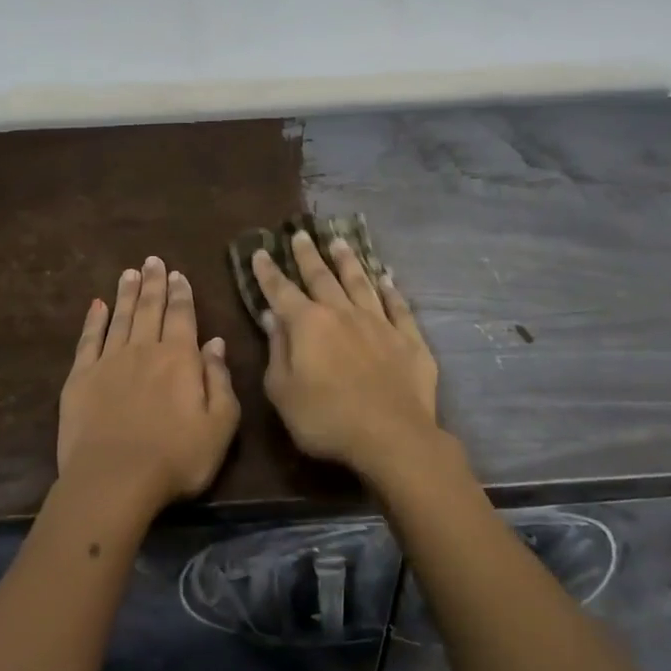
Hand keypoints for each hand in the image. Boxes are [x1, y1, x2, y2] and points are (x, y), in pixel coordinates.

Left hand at [57, 256, 240, 517]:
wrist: (114, 480)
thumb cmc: (177, 457)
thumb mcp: (220, 424)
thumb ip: (220, 380)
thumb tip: (216, 343)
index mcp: (179, 358)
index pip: (182, 316)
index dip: (181, 293)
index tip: (177, 273)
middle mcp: (144, 350)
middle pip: (149, 308)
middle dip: (153, 283)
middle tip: (152, 260)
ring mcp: (108, 361)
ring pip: (120, 318)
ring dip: (126, 294)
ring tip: (129, 273)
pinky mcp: (80, 378)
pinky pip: (88, 340)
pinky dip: (93, 320)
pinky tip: (96, 306)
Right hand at [252, 229, 446, 485]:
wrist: (391, 436)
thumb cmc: (326, 419)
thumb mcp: (283, 392)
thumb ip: (277, 351)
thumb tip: (272, 318)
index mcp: (307, 324)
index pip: (281, 291)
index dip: (269, 272)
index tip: (261, 251)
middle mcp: (342, 313)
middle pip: (322, 277)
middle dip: (308, 256)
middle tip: (302, 234)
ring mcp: (378, 323)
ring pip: (361, 283)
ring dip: (349, 262)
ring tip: (340, 242)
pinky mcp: (408, 338)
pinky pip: (398, 306)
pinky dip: (391, 290)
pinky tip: (387, 278)